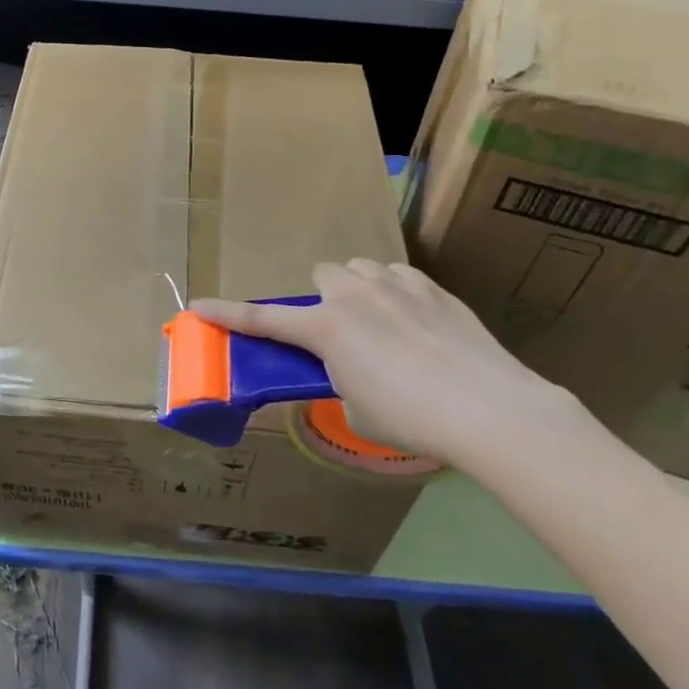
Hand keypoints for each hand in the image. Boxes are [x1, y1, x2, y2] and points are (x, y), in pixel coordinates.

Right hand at [191, 261, 591, 472]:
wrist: (490, 409)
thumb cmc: (412, 419)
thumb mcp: (357, 407)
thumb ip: (339, 377)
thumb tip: (347, 366)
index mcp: (327, 328)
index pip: (263, 319)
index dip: (227, 314)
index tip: (198, 306)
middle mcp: (354, 295)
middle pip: (322, 276)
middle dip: (325, 300)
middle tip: (341, 334)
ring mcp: (396, 285)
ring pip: (361, 269)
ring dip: (360, 290)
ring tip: (382, 322)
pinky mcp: (433, 288)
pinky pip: (399, 276)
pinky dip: (395, 292)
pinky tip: (416, 321)